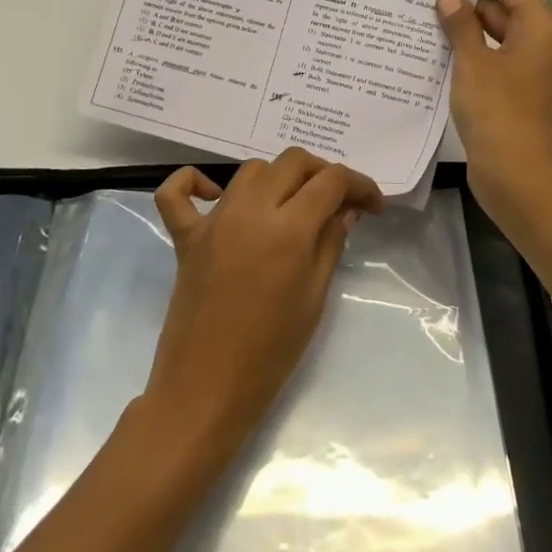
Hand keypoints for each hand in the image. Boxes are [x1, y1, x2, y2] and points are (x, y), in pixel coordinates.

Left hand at [142, 150, 382, 457]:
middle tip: (339, 203)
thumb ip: (331, 243)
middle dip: (324, 173)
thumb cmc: (272, 352)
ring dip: (279, 177)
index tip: (374, 205)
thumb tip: (345, 210)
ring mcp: (213, 220)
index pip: (332, 181)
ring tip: (294, 205)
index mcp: (289, 228)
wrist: (207, 388)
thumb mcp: (315, 298)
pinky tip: (214, 194)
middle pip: (293, 162)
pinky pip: (177, 193)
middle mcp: (250, 210)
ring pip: (250, 170)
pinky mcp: (185, 236)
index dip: (360, 185)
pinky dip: (193, 182)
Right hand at [435, 0, 551, 204]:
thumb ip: (460, 24)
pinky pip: (493, 60)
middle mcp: (540, 42)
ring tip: (423, 19)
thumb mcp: (473, 62)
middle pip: (503, 7)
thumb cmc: (497, 110)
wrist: (515, 173)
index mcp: (539, 26)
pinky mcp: (517, 91)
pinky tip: (437, 52)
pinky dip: (471, 53)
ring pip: (496, 35)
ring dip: (465, 28)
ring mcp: (530, 68)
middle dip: (466, 1)